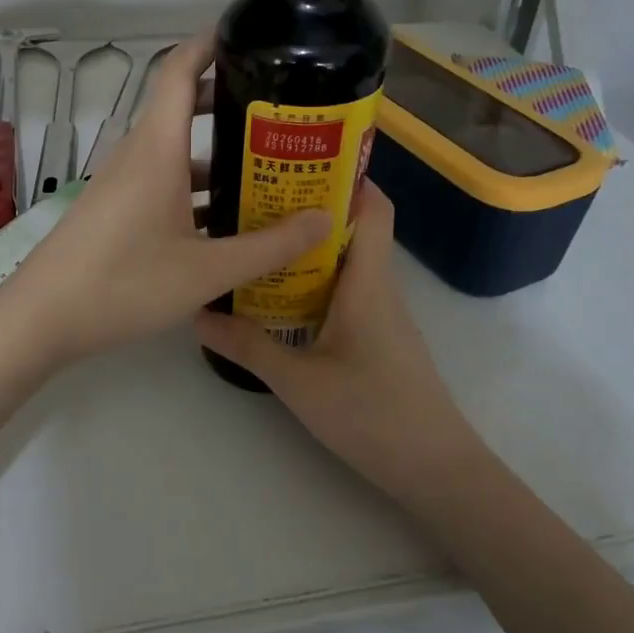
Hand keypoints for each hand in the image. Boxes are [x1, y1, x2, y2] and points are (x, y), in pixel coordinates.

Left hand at [0, 30, 329, 364]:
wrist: (41, 319)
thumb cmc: (125, 285)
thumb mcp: (207, 271)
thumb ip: (269, 246)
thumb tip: (326, 220)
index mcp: (156, 149)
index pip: (178, 70)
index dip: (211, 43)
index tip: (251, 36)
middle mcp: (137, 155)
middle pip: (182, 107)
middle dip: (229, 101)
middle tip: (281, 113)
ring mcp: (121, 183)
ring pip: (174, 151)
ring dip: (216, 154)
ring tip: (266, 168)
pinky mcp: (114, 209)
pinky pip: (161, 182)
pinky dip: (195, 187)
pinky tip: (226, 221)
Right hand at [193, 182, 478, 504]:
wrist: (435, 469)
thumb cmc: (372, 414)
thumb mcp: (298, 381)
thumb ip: (248, 346)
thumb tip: (198, 315)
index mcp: (368, 280)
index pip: (372, 206)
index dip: (346, 175)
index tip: (297, 163)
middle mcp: (379, 286)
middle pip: (354, 227)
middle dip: (310, 207)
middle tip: (256, 199)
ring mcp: (382, 313)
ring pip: (347, 260)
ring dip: (310, 246)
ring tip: (258, 239)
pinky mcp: (378, 336)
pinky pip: (346, 289)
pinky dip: (316, 279)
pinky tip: (279, 294)